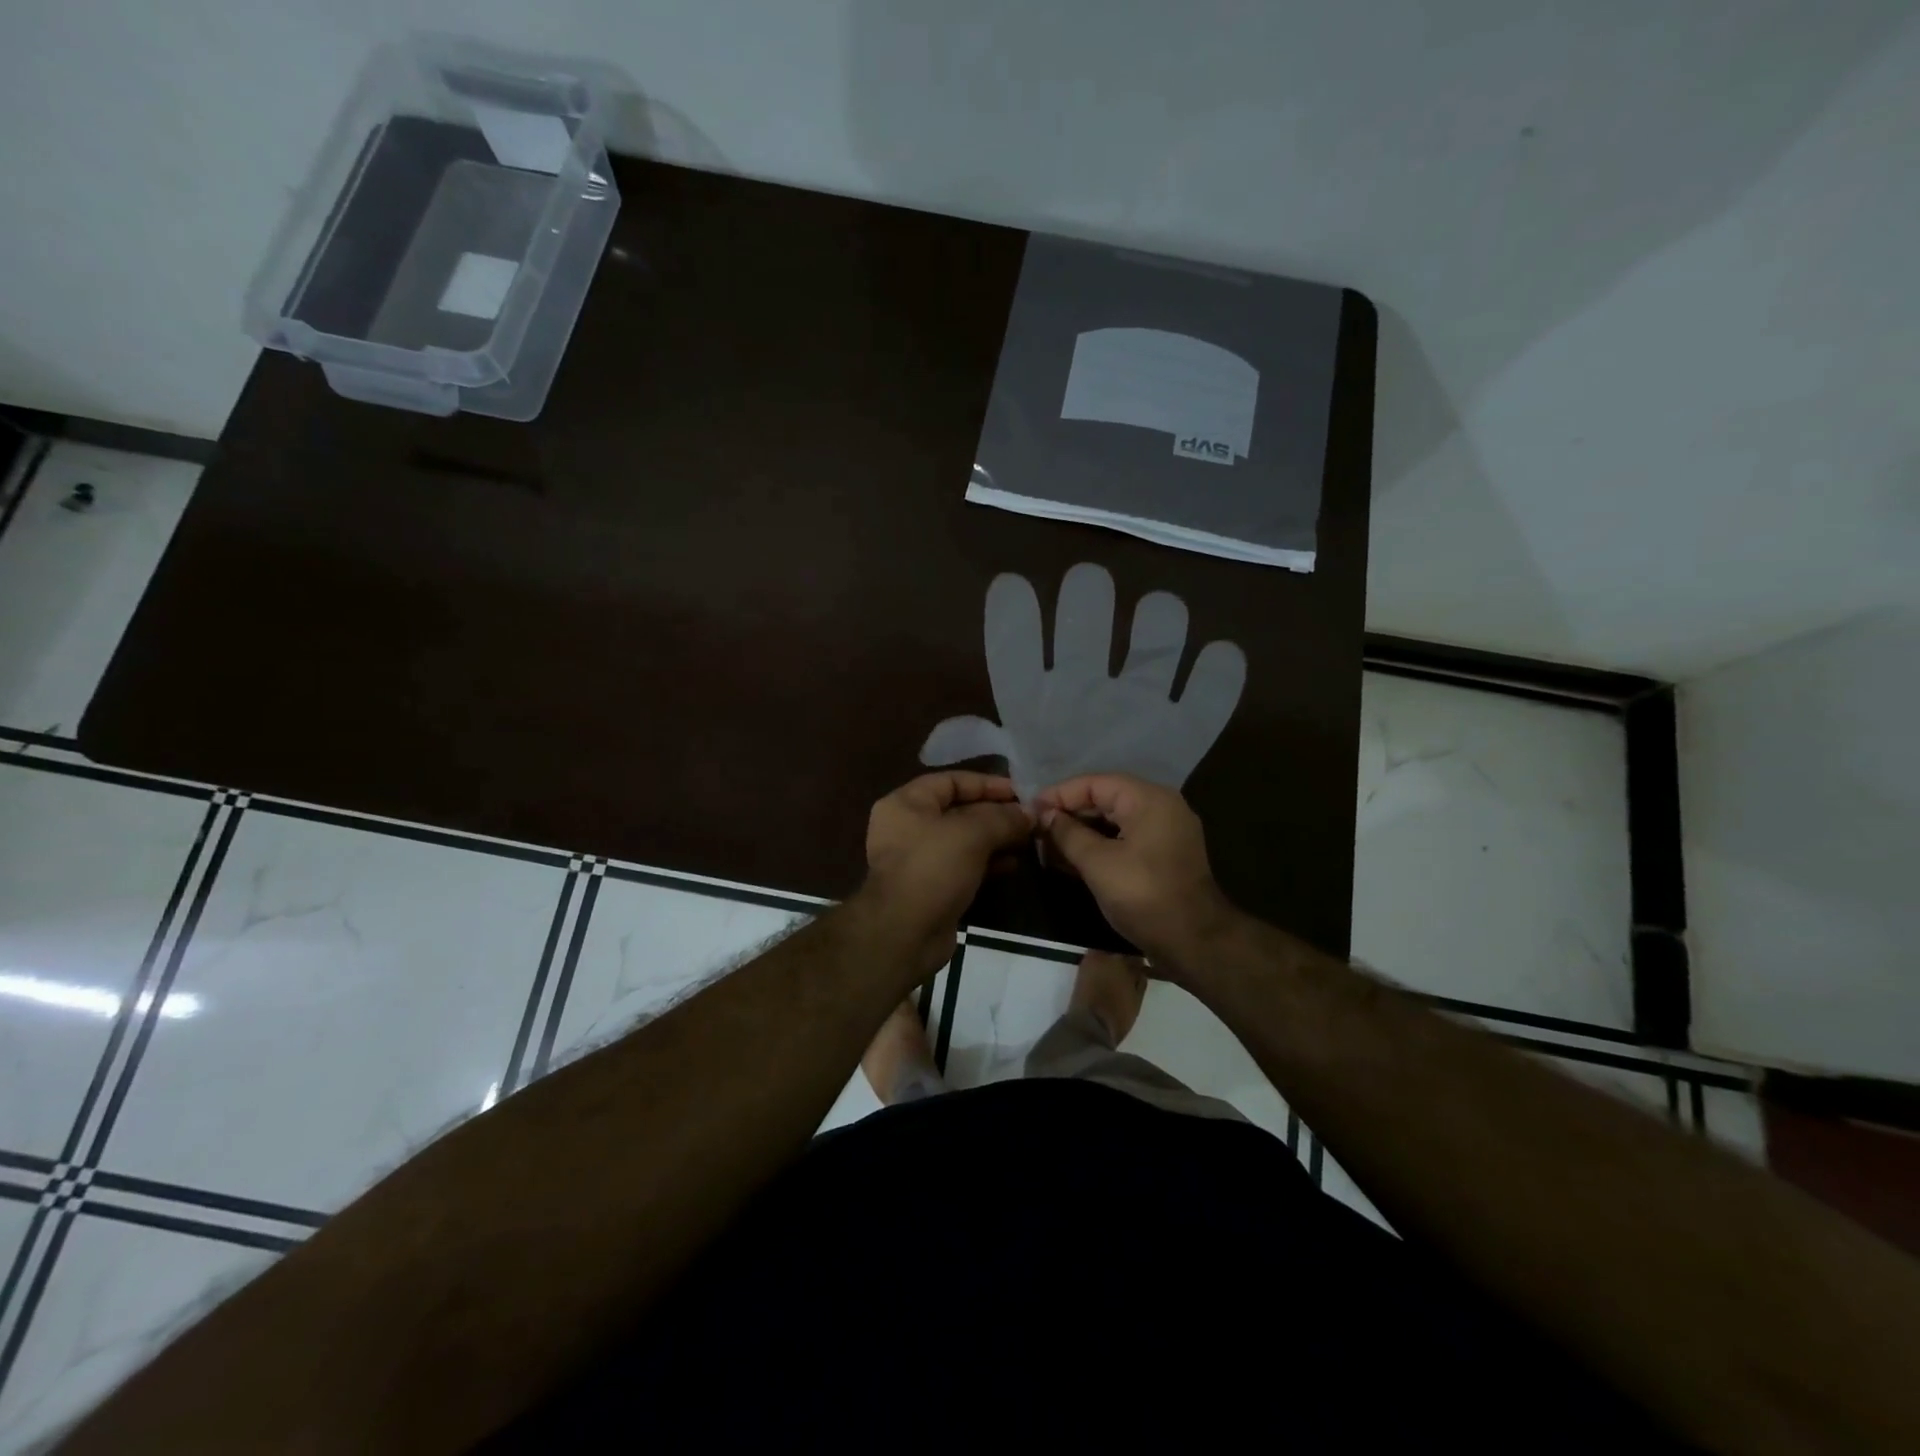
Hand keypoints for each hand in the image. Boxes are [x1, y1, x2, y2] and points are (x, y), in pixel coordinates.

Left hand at [863, 772, 1032, 971]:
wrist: (905, 933)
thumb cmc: (933, 868)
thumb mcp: (972, 833)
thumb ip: (1003, 818)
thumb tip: (1030, 813)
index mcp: (906, 803)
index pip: (952, 781)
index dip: (987, 784)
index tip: (1021, 792)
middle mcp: (908, 827)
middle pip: (958, 810)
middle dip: (995, 813)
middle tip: (1029, 818)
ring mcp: (918, 859)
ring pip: (963, 840)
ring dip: (995, 839)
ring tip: (1027, 840)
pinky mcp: (931, 886)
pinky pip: (963, 866)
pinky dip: (987, 863)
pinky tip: (1013, 865)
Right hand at [1036, 773, 1236, 968]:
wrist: (1194, 942)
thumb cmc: (1144, 895)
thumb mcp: (1098, 863)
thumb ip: (1068, 834)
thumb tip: (1045, 815)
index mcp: (1149, 799)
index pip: (1095, 783)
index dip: (1060, 794)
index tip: (1031, 809)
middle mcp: (1160, 807)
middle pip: (1105, 799)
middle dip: (1069, 814)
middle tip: (1036, 829)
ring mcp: (1165, 832)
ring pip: (1114, 821)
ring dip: (1081, 832)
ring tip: (1047, 846)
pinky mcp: (1163, 855)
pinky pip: (1125, 839)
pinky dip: (1099, 846)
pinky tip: (1071, 860)